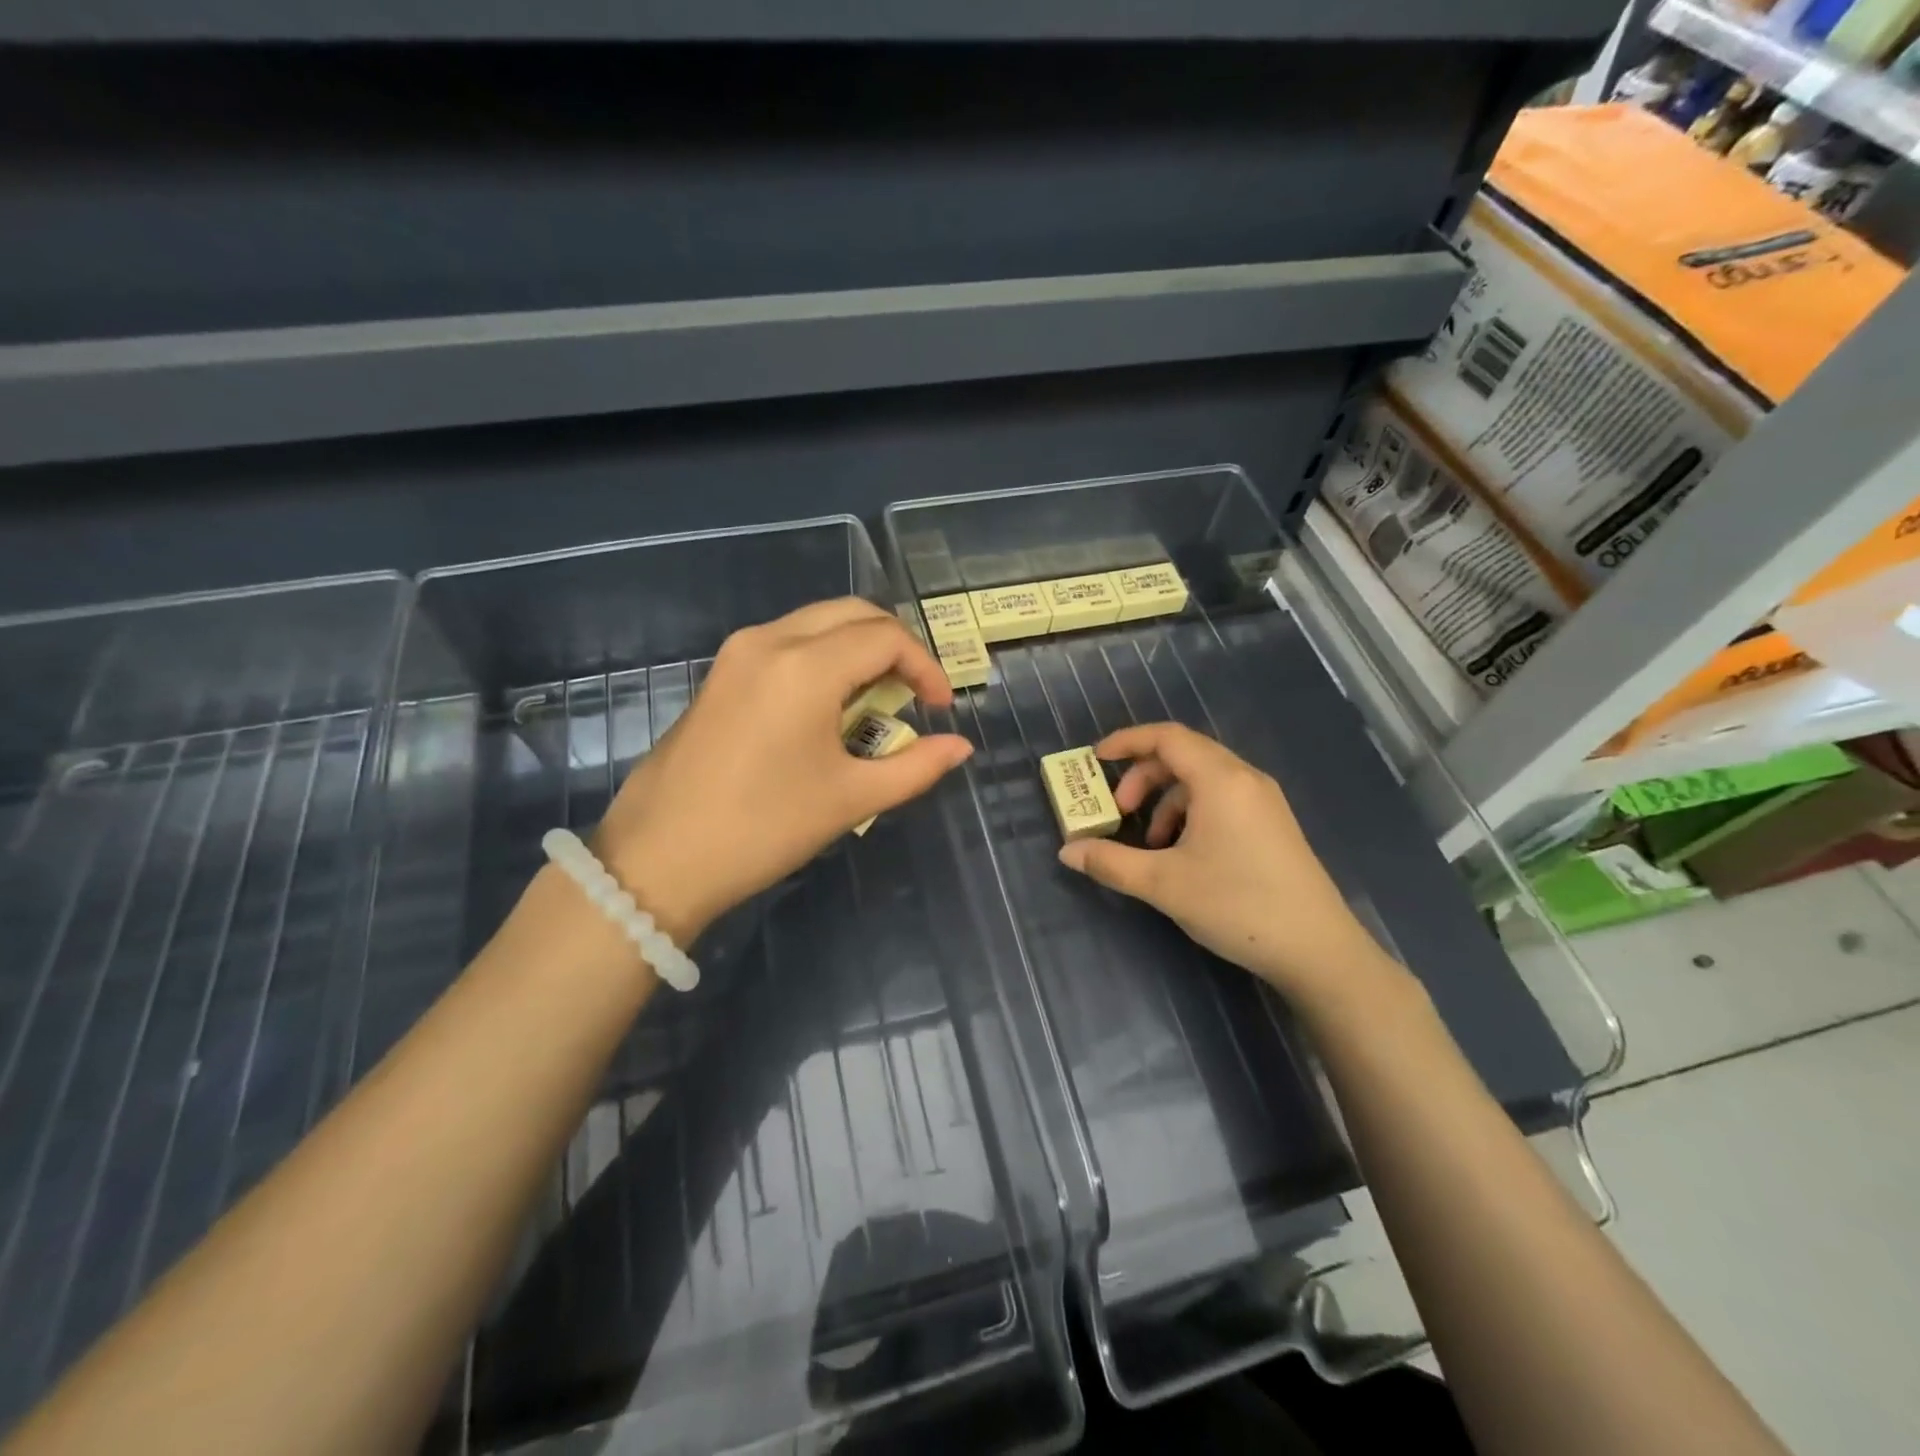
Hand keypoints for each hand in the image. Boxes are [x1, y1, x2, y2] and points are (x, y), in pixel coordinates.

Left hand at [590, 599, 974, 944]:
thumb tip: (960, 748)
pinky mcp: (719, 674)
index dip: (926, 666)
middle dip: (894, 645)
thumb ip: (916, 767)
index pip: (885, 637)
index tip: (941, 709)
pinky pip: (786, 643)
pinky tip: (829, 706)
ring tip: (877, 699)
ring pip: (816, 623)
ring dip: (857, 649)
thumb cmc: (763, 828)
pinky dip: (822, 658)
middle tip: (915, 693)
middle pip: (851, 614)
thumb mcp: (850, 798)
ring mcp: (737, 654)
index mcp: (806, 666)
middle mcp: (769, 640)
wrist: (658, 858)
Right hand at [1057, 723, 1400, 1009]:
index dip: (1127, 741)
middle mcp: (1245, 779)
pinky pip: (1222, 799)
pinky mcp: (1273, 824)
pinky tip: (1182, 853)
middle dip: (1143, 777)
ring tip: (1150, 842)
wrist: (1318, 950)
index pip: (1167, 737)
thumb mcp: (1163, 884)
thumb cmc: (1237, 905)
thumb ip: (1110, 863)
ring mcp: (1264, 801)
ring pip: (1203, 779)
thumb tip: (1067, 852)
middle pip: (1184, 755)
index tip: (1096, 759)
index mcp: (1220, 780)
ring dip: (1166, 799)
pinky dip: (1191, 813)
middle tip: (1119, 811)